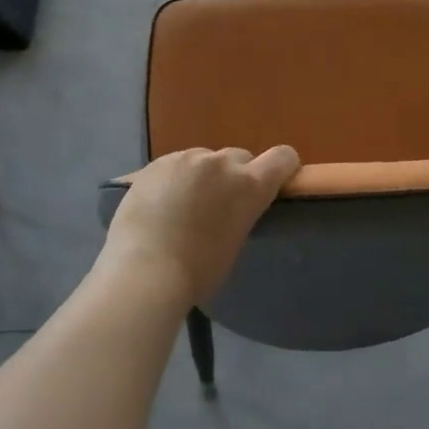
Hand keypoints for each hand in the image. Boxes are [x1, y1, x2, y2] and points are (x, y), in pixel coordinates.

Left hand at [104, 146, 300, 306]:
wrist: (145, 271)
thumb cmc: (199, 271)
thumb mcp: (236, 240)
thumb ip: (242, 212)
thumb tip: (232, 207)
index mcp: (250, 185)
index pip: (283, 158)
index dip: (283, 168)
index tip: (274, 184)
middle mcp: (222, 163)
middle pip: (240, 157)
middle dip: (235, 175)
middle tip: (220, 204)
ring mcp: (185, 159)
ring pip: (204, 159)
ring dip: (203, 175)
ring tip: (184, 205)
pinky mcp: (155, 164)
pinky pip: (174, 165)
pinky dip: (174, 179)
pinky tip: (159, 204)